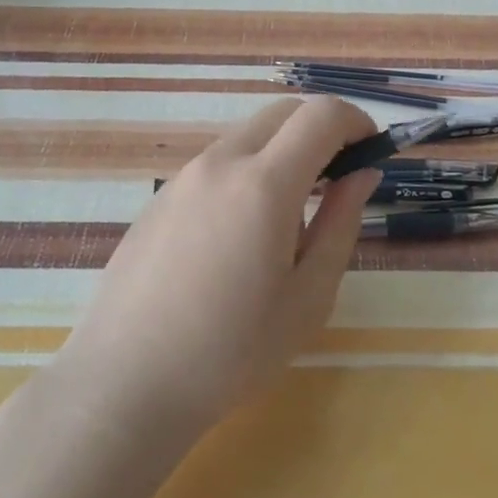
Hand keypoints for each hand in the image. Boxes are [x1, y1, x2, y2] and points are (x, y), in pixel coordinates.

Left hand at [58, 96, 380, 441]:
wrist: (125, 384)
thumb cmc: (232, 351)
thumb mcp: (309, 295)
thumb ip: (342, 222)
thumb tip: (362, 173)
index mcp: (264, 183)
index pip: (321, 115)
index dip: (357, 121)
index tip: (372, 151)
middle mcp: (221, 163)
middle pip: (283, 113)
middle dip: (321, 129)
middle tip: (339, 177)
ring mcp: (183, 178)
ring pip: (247, 136)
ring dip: (282, 151)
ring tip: (290, 217)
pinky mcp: (159, 198)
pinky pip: (216, 164)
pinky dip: (247, 171)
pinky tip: (239, 236)